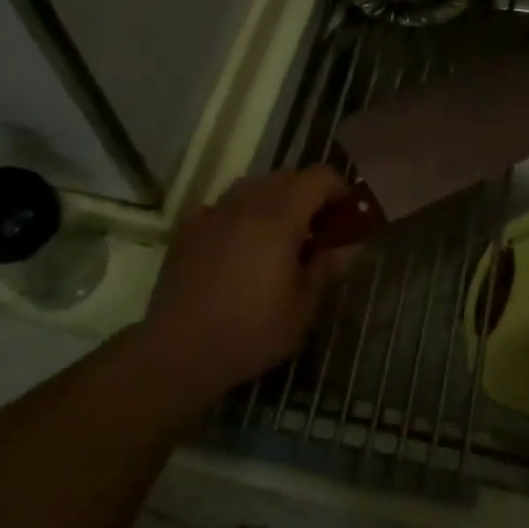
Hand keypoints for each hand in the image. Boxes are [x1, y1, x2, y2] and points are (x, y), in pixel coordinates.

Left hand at [140, 167, 349, 406]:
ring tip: (281, 237)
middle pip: (286, 176)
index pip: (318, 177)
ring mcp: (213, 213)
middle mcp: (246, 203)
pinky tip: (240, 243)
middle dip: (309, 195)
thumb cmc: (251, 331)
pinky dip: (239, 214)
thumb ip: (327, 268)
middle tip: (320, 230)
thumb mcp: (302, 307)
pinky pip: (222, 206)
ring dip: (275, 201)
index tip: (348, 216)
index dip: (340, 190)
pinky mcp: (188, 230)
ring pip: (252, 187)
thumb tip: (348, 247)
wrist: (179, 351)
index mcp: (279, 216)